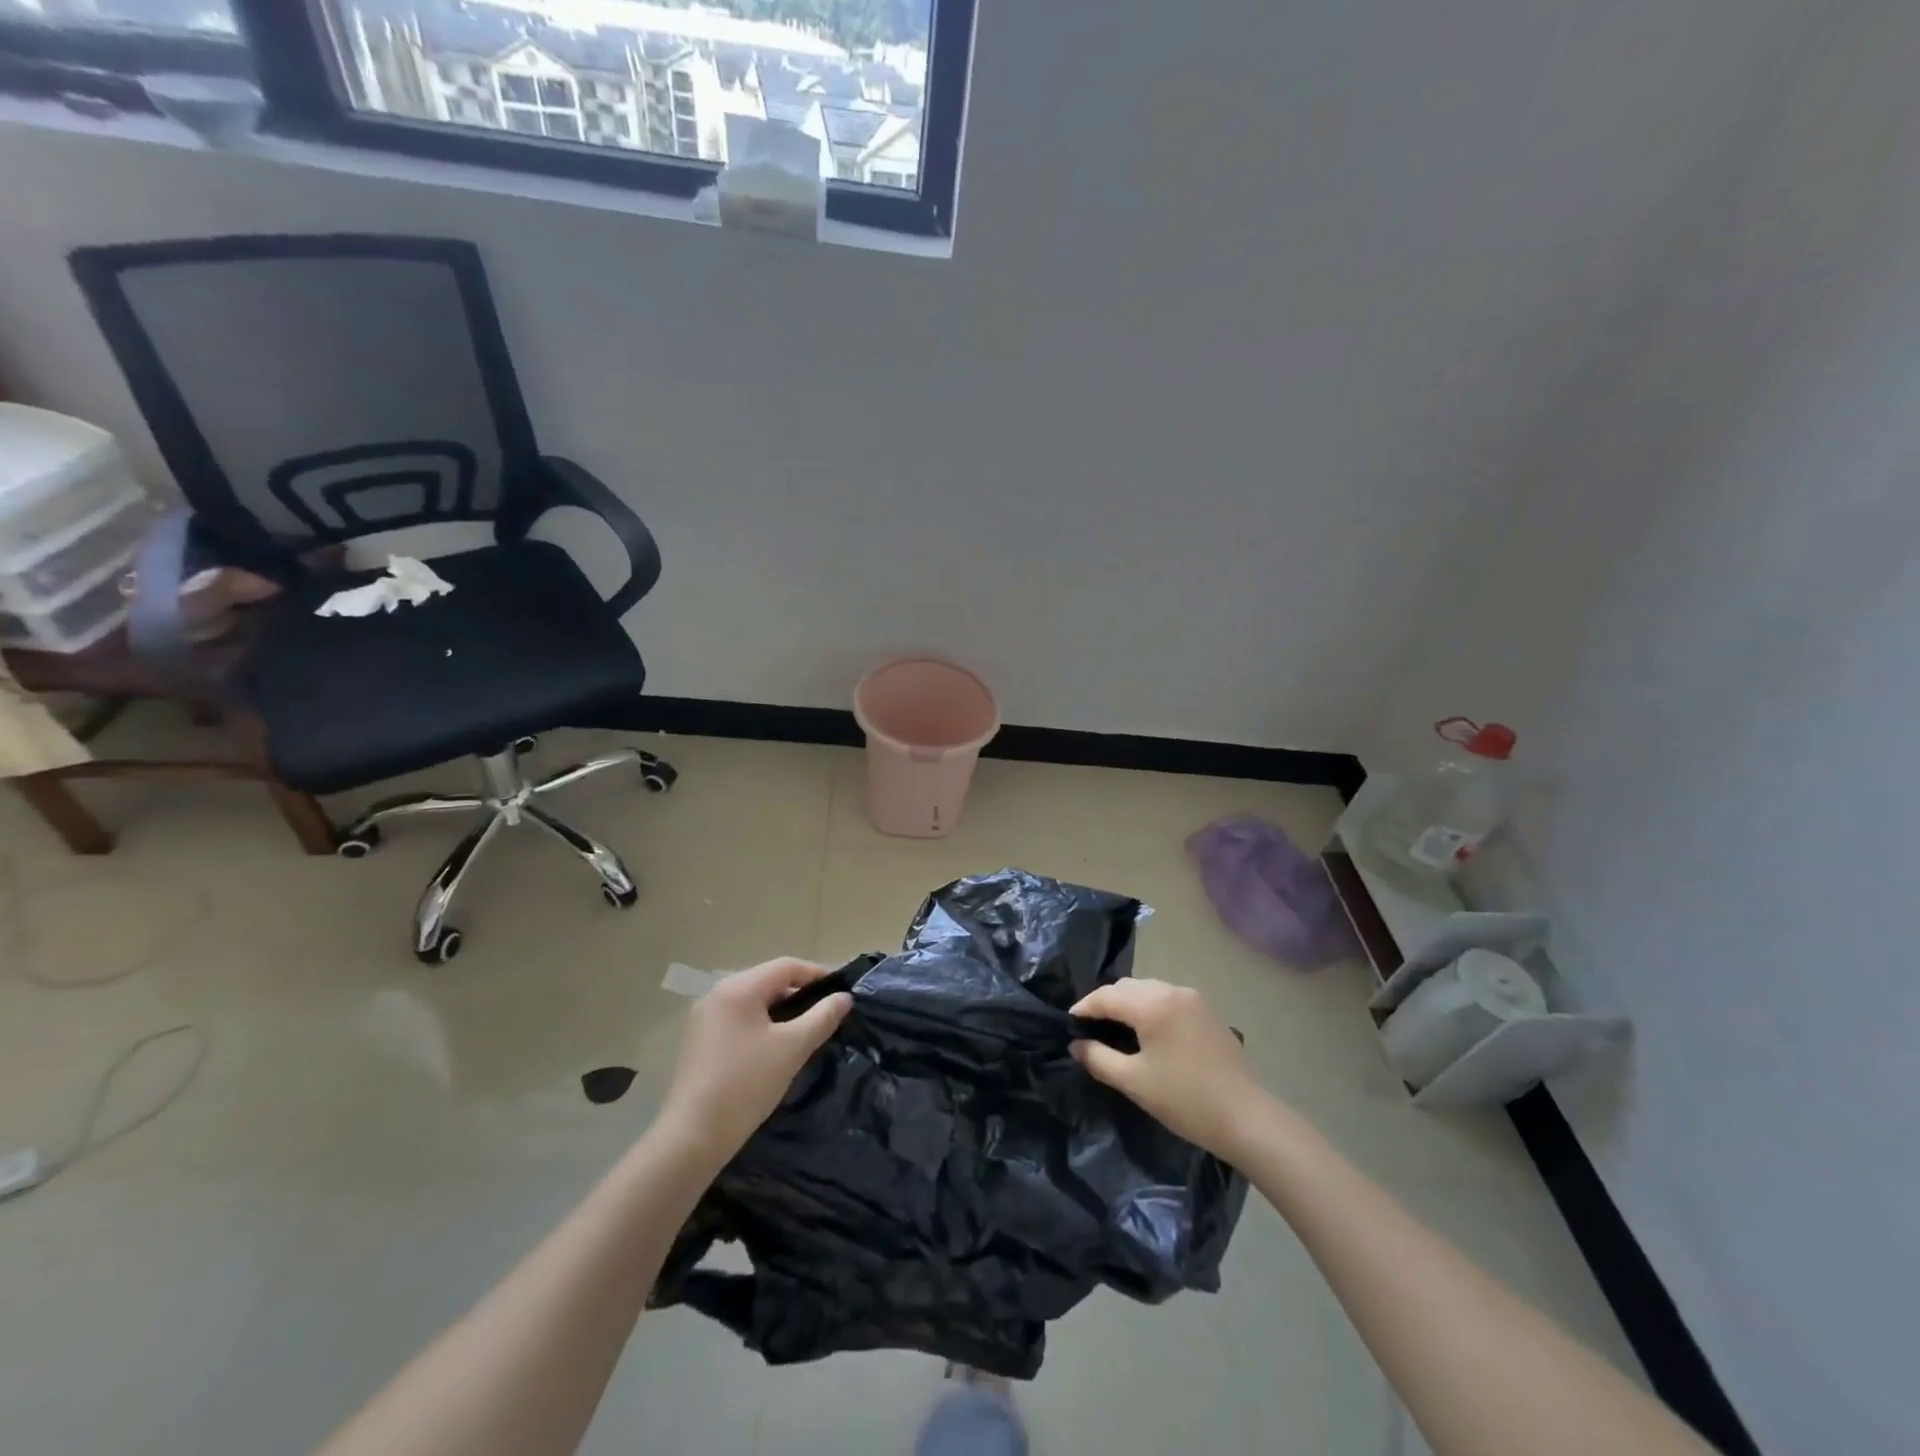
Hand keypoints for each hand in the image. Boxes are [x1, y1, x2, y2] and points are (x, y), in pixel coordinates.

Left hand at [657, 957, 851, 1165]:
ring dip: (780, 1011)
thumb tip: (844, 997)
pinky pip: (738, 1019)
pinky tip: (774, 1047)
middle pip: (768, 981)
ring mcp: (703, 1018)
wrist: (692, 1137)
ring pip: (753, 1002)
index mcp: (738, 988)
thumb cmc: (746, 1084)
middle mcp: (717, 994)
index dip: (817, 974)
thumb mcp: (793, 1048)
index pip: (786, 966)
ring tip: (805, 1030)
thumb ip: (822, 1017)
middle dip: (799, 993)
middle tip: (826, 1013)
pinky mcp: (698, 1041)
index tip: (841, 992)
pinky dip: (761, 1025)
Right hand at [1069, 979, 1267, 1160]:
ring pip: (1148, 990)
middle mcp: (1172, 991)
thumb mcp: (1134, 1082)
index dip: (1084, 1008)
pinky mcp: (1207, 1012)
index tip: (1069, 1024)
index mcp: (1152, 1003)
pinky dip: (1151, 1008)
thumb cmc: (1184, 1099)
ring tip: (1117, 1031)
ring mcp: (1193, 999)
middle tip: (1091, 1030)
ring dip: (1129, 1004)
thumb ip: (1099, 1058)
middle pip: (1127, 987)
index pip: (1106, 995)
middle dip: (1106, 1003)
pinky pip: (1168, 999)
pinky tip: (1149, 1033)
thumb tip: (1076, 1044)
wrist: (1246, 1118)